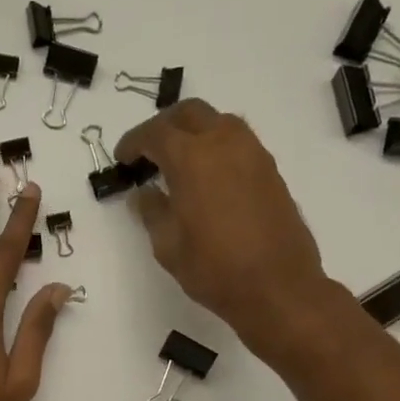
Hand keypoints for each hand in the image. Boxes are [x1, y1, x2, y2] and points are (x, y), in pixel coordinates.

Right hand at [115, 100, 328, 350]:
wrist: (277, 287)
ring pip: (218, 122)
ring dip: (194, 132)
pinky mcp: (270, 170)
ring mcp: (253, 153)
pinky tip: (207, 177)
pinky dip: (216, 147)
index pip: (155, 133)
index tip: (122, 158)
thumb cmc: (214, 270)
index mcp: (192, 158)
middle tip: (148, 152)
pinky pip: (237, 142)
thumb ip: (152, 212)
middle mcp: (224, 143)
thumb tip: (144, 193)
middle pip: (189, 113)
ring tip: (178, 162)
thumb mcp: (168, 247)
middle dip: (164, 126)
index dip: (133, 142)